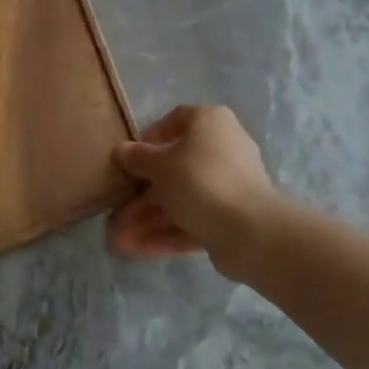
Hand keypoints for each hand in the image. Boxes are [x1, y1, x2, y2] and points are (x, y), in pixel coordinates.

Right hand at [108, 105, 276, 272]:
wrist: (250, 229)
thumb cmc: (199, 180)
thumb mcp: (160, 166)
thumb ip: (139, 157)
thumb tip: (123, 150)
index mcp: (210, 122)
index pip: (178, 119)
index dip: (152, 137)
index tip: (132, 157)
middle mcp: (223, 148)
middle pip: (176, 167)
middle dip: (144, 193)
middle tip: (118, 209)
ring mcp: (230, 185)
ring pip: (183, 198)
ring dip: (150, 218)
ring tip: (119, 240)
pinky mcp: (232, 217)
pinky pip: (195, 219)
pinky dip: (168, 231)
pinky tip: (138, 248)